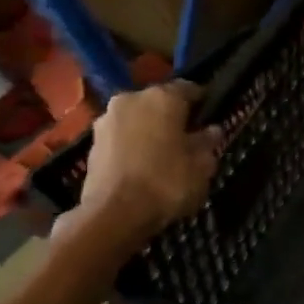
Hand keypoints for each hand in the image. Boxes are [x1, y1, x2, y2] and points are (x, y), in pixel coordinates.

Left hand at [69, 83, 223, 249]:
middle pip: (159, 102)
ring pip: (137, 119)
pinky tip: (143, 165)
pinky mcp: (91, 143)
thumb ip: (208, 143)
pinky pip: (121, 137)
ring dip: (150, 130)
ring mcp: (106, 120)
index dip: (203, 102)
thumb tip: (211, 130)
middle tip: (187, 137)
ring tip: (164, 154)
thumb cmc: (167, 183)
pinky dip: (133, 145)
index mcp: (163, 97)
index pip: (189, 88)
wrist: (113, 215)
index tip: (211, 117)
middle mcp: (131, 98)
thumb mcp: (203, 165)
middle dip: (173, 116)